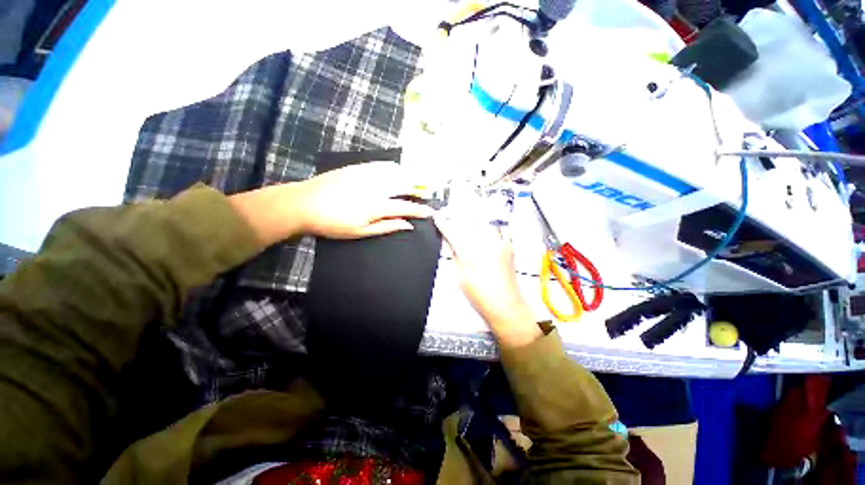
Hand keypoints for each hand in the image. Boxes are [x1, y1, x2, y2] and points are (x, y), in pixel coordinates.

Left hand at [230, 162, 431, 245]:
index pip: (405, 206)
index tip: (430, 212)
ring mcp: (365, 174)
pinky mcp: (356, 168)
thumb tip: (407, 224)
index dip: (419, 210)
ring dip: (407, 176)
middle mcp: (375, 187)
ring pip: (394, 172)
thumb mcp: (361, 231)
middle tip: (425, 192)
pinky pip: (380, 164)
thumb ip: (386, 226)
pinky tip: (395, 169)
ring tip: (415, 180)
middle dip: (418, 188)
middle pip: (403, 184)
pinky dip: (392, 167)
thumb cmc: (333, 224)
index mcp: (376, 205)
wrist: (303, 204)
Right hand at [434, 210, 541, 347]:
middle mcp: (484, 244)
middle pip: (468, 221)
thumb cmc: (479, 295)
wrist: (505, 305)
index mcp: (468, 253)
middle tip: (451, 220)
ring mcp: (499, 244)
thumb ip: (454, 255)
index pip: (452, 231)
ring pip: (484, 222)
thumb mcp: (459, 276)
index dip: (442, 222)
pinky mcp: (509, 247)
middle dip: (457, 218)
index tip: (437, 217)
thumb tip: (449, 242)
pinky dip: (494, 228)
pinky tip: (488, 233)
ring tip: (469, 226)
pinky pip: (501, 229)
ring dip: (474, 222)